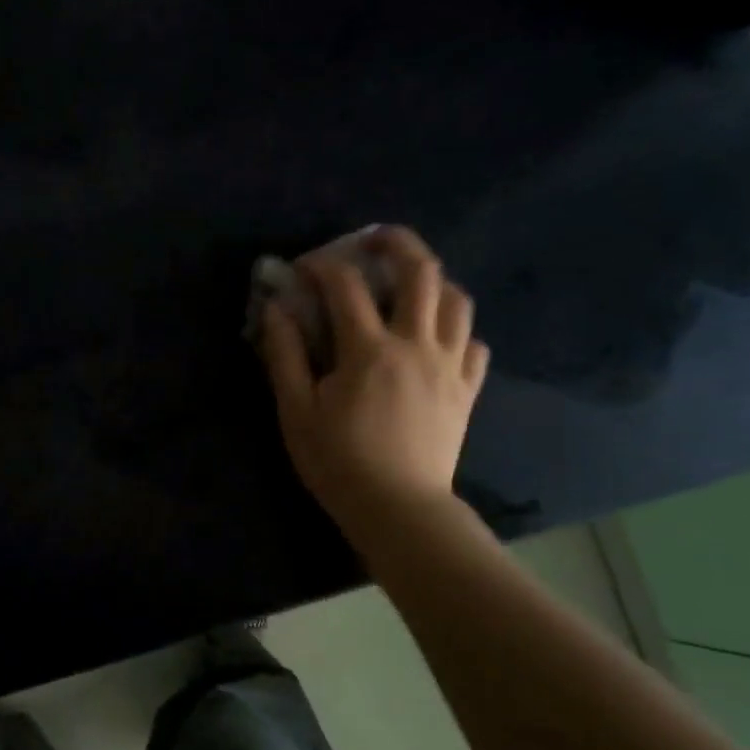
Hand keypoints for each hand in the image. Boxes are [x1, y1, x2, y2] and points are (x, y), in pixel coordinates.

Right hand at [260, 226, 488, 557]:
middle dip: (396, 243)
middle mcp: (416, 345)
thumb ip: (285, 354)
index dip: (320, 266)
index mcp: (369, 350)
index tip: (300, 269)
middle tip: (373, 239)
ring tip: (409, 285)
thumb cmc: (338, 462)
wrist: (399, 510)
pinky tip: (436, 338)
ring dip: (433, 281)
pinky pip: (474, 344)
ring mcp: (449, 366)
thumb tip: (276, 309)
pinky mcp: (466, 390)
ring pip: (457, 301)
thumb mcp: (297, 410)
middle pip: (422, 272)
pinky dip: (456, 330)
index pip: (345, 285)